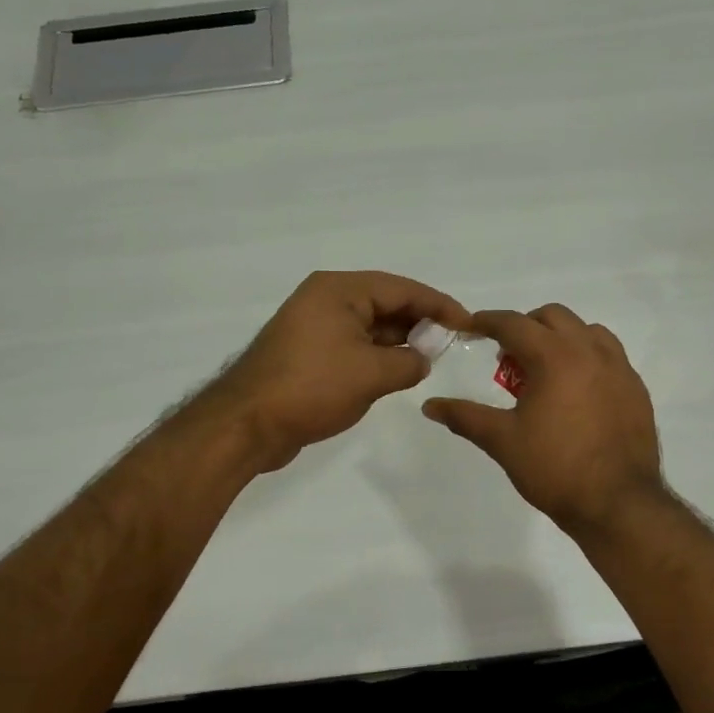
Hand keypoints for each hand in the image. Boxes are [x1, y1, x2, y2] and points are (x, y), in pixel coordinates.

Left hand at [203, 271, 471, 473]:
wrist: (246, 424)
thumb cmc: (312, 388)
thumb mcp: (372, 374)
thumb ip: (409, 361)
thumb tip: (422, 360)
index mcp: (338, 290)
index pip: (401, 288)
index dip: (438, 304)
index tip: (467, 323)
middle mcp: (325, 300)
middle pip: (384, 303)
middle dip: (419, 323)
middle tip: (452, 344)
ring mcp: (314, 327)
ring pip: (369, 327)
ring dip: (399, 342)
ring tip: (430, 359)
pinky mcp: (308, 354)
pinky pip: (353, 346)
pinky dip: (377, 356)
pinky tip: (398, 372)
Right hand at [422, 304, 666, 533]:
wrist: (619, 505)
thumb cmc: (555, 469)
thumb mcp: (503, 441)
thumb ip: (465, 417)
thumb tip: (430, 406)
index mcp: (555, 357)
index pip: (514, 323)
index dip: (486, 321)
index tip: (469, 327)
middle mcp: (591, 351)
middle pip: (552, 317)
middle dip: (525, 327)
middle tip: (507, 358)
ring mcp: (620, 368)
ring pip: (586, 331)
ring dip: (560, 338)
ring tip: (545, 371)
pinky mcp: (636, 389)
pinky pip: (609, 355)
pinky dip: (587, 357)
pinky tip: (576, 391)